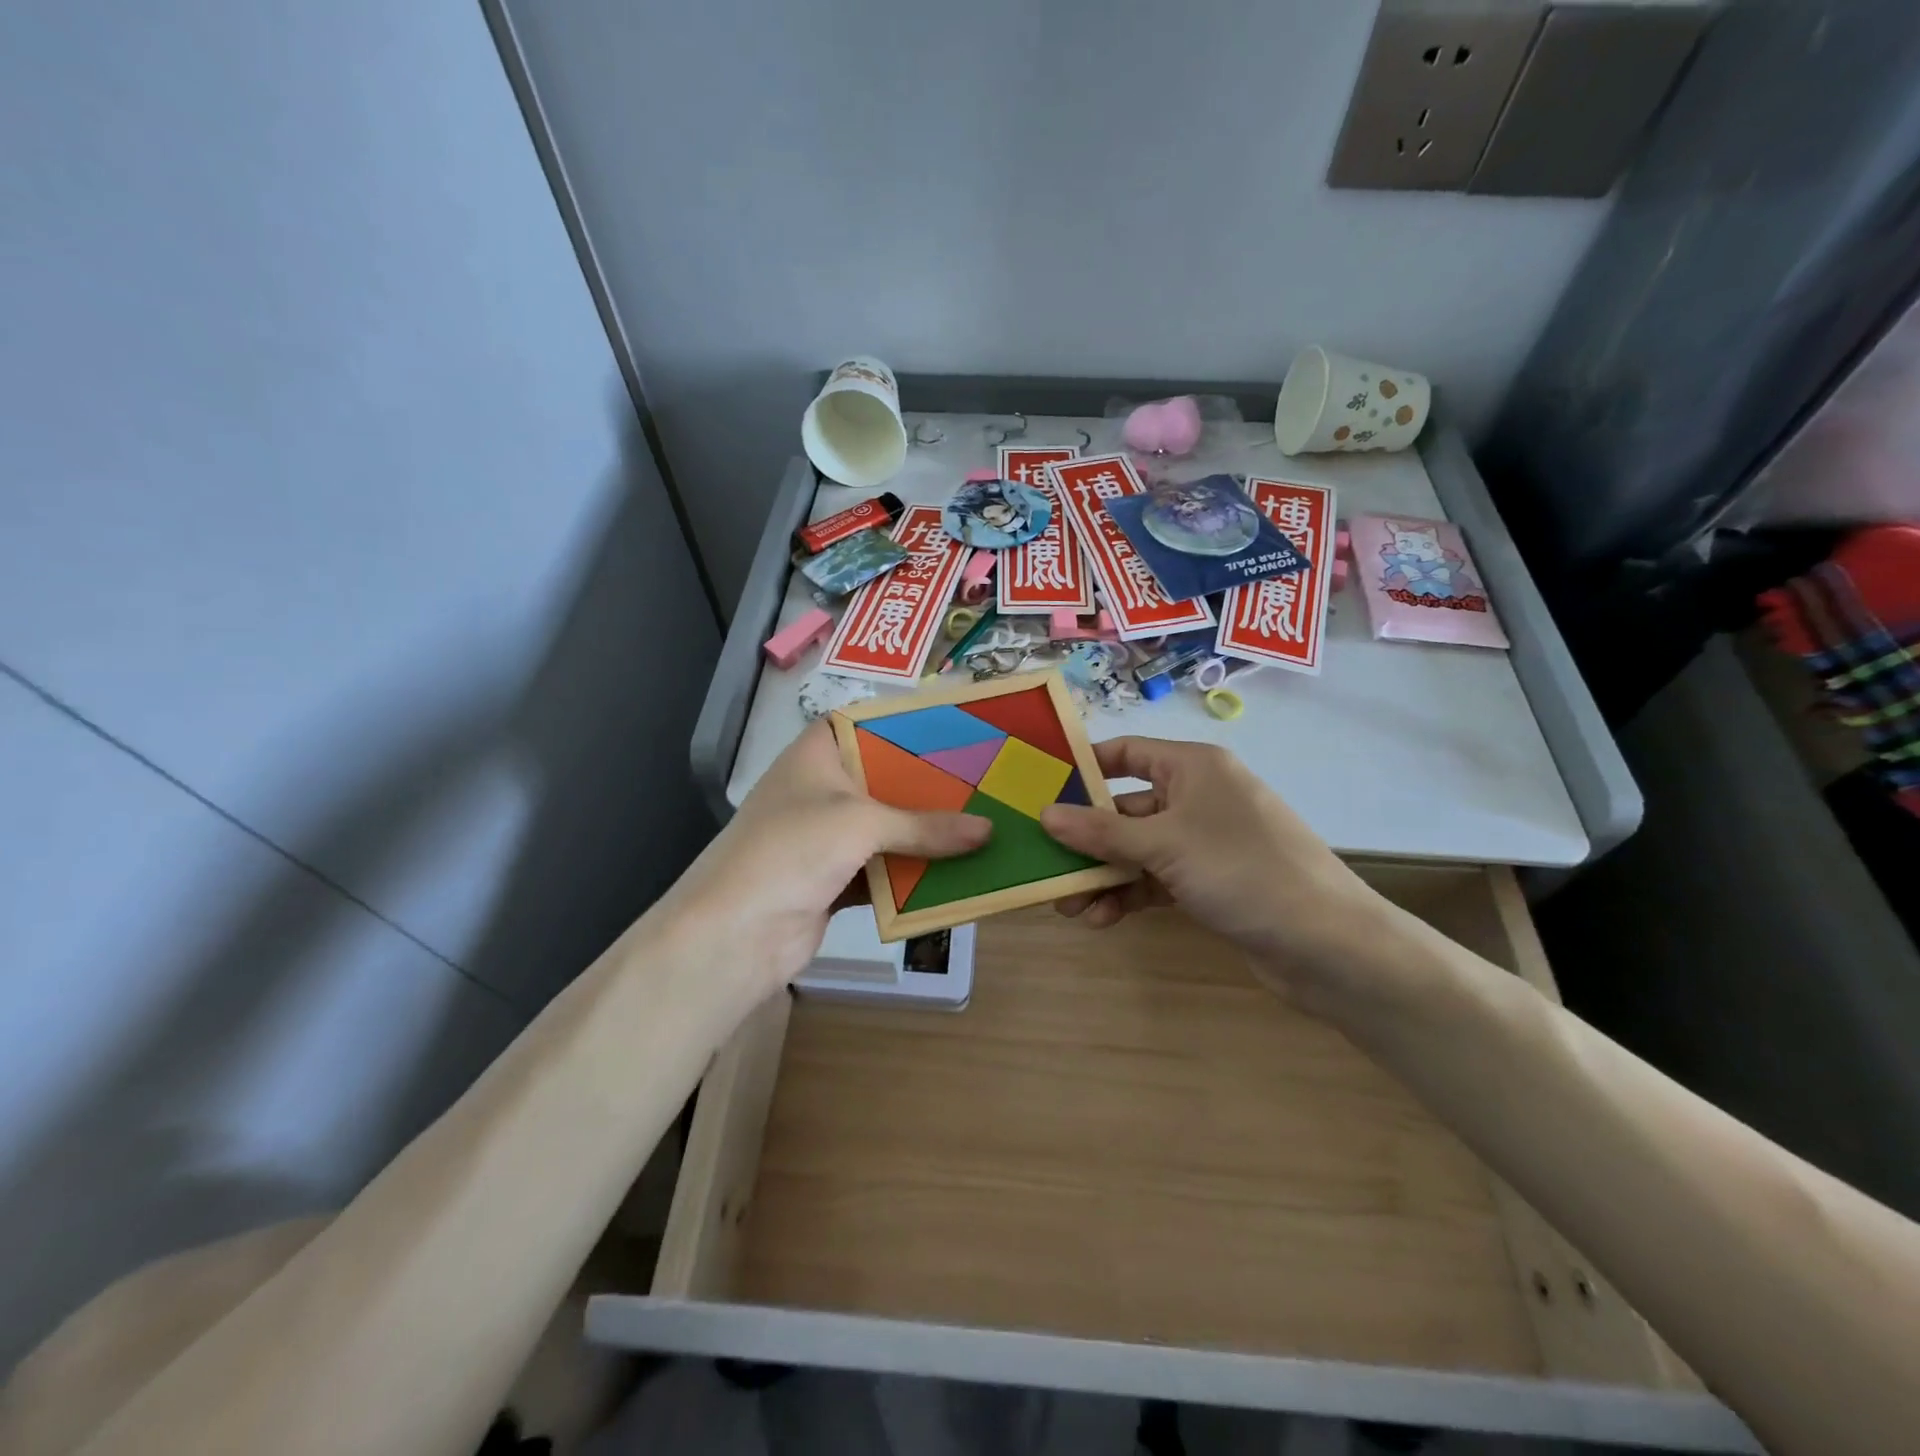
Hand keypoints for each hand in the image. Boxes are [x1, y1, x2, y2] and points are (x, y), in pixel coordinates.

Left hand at [662, 720, 990, 1002]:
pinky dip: (913, 872)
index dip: (908, 723)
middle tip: (985, 780)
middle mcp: (822, 788)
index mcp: (818, 754)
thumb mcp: (861, 824)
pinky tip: (956, 871)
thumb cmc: (792, 849)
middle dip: (931, 786)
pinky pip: (885, 868)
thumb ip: (925, 826)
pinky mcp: (835, 879)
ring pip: (888, 827)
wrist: (736, 934)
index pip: (867, 723)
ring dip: (927, 833)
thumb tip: (989, 831)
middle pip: (886, 779)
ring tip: (984, 823)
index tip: (958, 728)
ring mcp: (827, 836)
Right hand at [1039, 737, 1384, 994]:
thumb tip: (1045, 813)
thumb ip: (1101, 831)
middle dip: (1086, 839)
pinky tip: (1102, 918)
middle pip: (1125, 807)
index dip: (1083, 768)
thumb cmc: (1243, 870)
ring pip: (1137, 849)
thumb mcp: (1164, 845)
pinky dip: (1129, 895)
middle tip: (1045, 864)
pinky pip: (1155, 879)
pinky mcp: (1209, 882)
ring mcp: (1204, 841)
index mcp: (1193, 768)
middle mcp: (1197, 797)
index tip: (1040, 790)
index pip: (1126, 753)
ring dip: (1102, 874)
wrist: (1328, 945)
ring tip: (1069, 906)